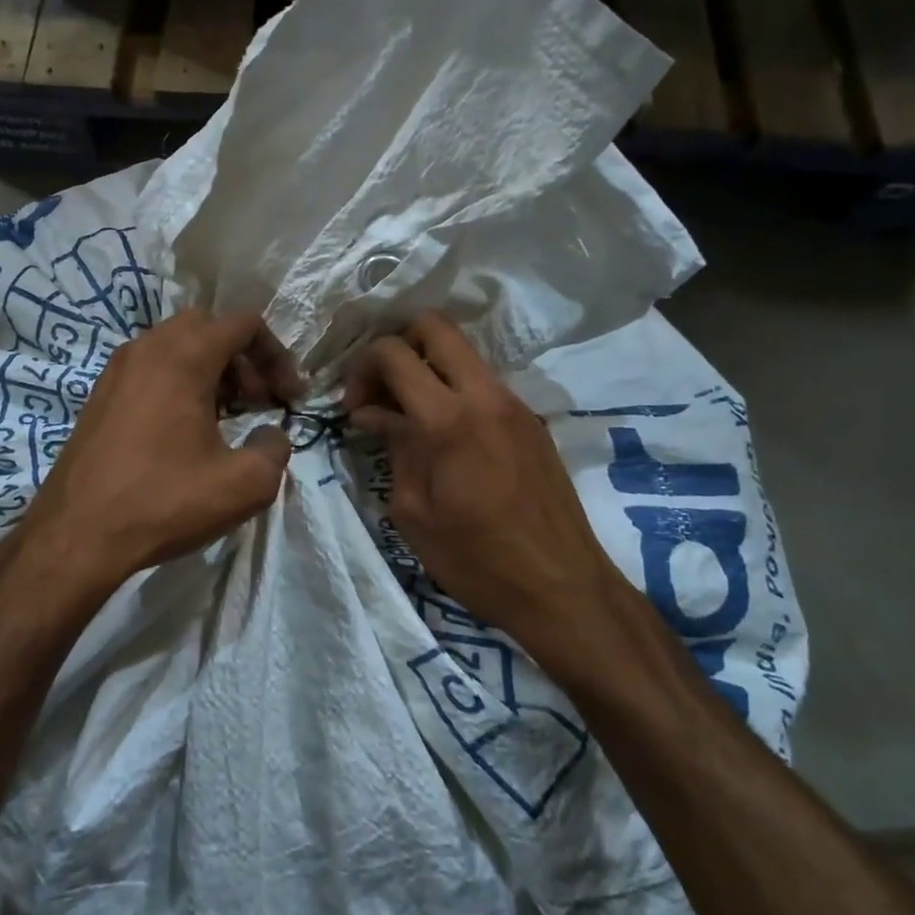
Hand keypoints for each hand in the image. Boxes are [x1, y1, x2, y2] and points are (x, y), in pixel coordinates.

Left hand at [22, 309, 301, 587]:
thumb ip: (275, 448)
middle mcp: (147, 348)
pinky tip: (185, 431)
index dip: (277, 355)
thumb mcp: (244, 484)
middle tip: (257, 402)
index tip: (287, 398)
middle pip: (209, 327)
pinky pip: (151, 368)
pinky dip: (178, 382)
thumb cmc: (164, 501)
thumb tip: (271, 435)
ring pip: (176, 346)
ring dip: (211, 370)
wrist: (77, 534)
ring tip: (225, 418)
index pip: (243, 323)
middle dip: (242, 358)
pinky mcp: (100, 395)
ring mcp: (117, 369)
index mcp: (184, 356)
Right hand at [344, 313, 625, 646]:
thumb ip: (394, 448)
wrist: (562, 589)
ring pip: (462, 353)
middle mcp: (486, 395)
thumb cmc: (476, 560)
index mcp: (449, 419)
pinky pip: (482, 383)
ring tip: (406, 417)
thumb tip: (373, 413)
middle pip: (435, 326)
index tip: (352, 406)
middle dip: (396, 345)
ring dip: (426, 369)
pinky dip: (453, 391)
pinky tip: (442, 436)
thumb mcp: (414, 511)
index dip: (362, 368)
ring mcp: (515, 404)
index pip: (394, 353)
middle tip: (380, 391)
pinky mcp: (531, 421)